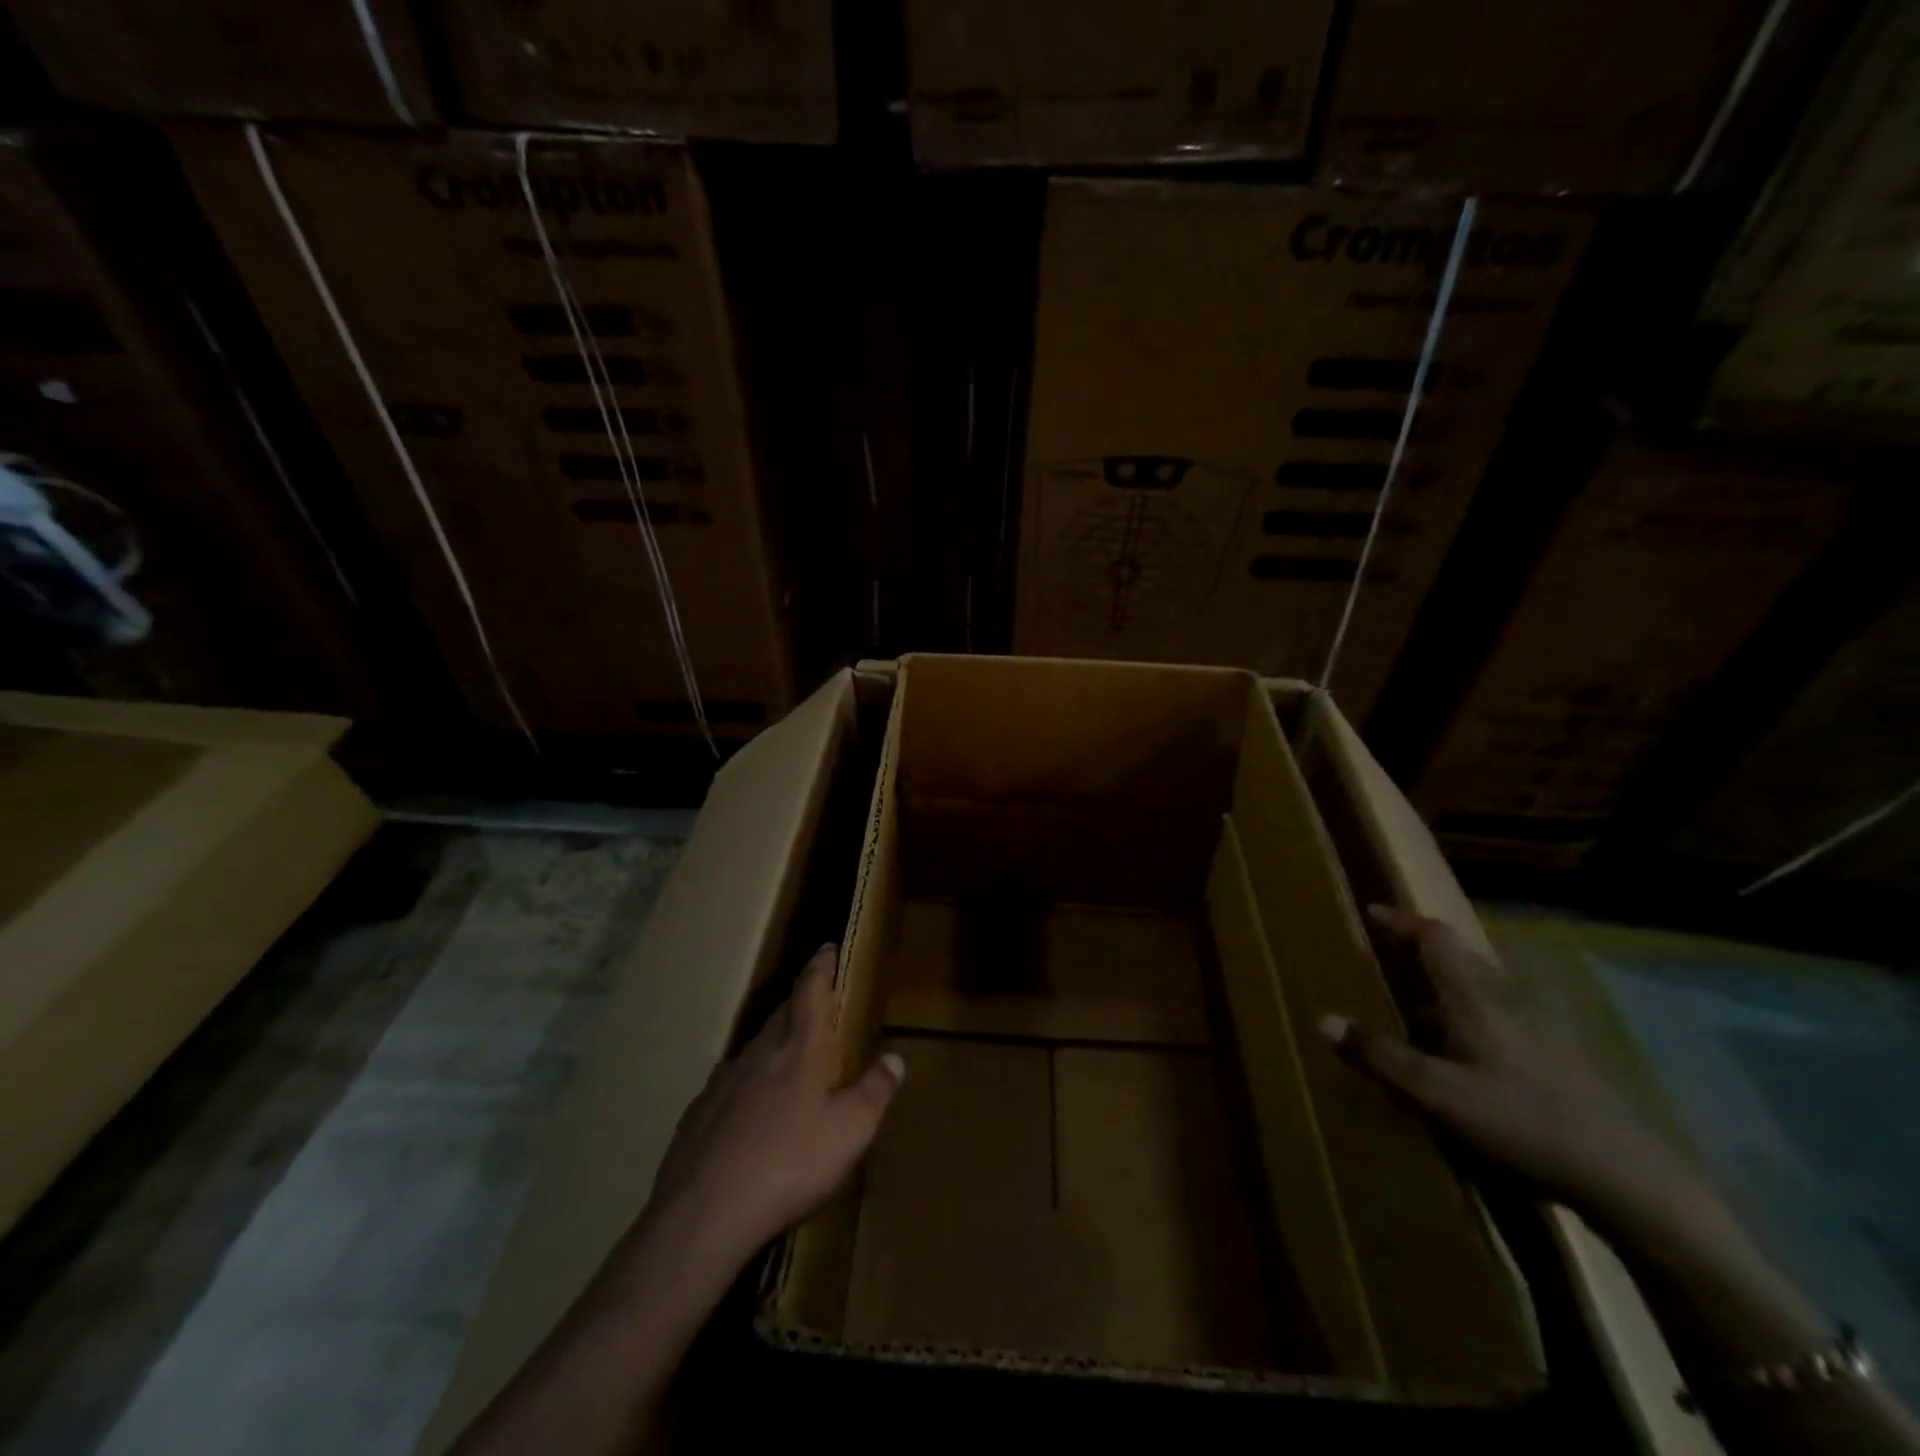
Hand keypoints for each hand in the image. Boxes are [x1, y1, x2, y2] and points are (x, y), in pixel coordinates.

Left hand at [647, 944, 904, 1276]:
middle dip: (802, 1001)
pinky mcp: (699, 1111)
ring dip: (776, 1040)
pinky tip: (751, 1105)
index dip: (822, 965)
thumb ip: (875, 1091)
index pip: (811, 989)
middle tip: (819, 1002)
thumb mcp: (850, 1133)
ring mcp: (724, 1080)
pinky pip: (731, 1081)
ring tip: (790, 1054)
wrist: (703, 1214)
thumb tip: (895, 1058)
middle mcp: (760, 1051)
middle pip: (783, 1012)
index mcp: (800, 1048)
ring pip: (756, 1046)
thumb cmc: (789, 1164)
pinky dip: (748, 1080)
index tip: (829, 948)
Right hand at [1319, 904, 1696, 1237]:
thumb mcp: (1439, 1093)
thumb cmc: (1523, 1122)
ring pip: (1480, 991)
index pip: (1435, 939)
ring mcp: (1536, 1031)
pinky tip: (1457, 1053)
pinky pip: (1495, 1019)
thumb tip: (1321, 1018)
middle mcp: (1506, 1002)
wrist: (1628, 1179)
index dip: (1402, 922)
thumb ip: (1380, 1055)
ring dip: (1442, 986)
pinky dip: (1464, 1017)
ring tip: (1410, 1006)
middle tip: (1385, 955)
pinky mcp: (1553, 1061)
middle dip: (1420, 949)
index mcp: (1476, 998)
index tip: (1371, 912)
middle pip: (1460, 958)